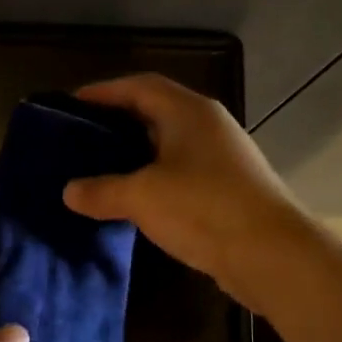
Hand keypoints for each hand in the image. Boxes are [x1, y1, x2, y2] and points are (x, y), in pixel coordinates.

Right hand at [62, 73, 315, 309]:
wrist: (272, 254)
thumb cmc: (204, 208)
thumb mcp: (142, 197)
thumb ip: (102, 191)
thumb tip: (69, 191)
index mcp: (188, 112)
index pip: (139, 87)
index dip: (103, 91)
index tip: (70, 105)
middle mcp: (208, 126)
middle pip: (155, 112)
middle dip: (116, 123)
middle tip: (80, 138)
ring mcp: (221, 158)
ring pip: (168, 146)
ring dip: (135, 154)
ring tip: (99, 168)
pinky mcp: (227, 189)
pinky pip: (180, 173)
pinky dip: (153, 179)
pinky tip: (133, 200)